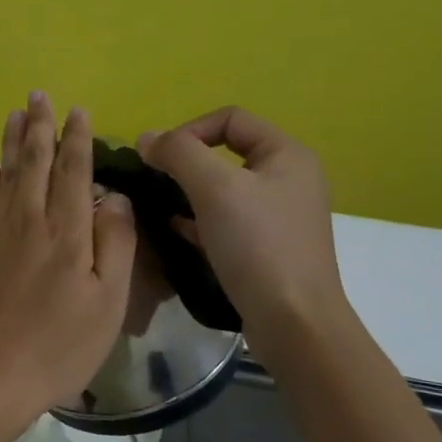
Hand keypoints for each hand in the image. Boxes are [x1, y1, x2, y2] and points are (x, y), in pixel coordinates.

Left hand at [0, 93, 137, 427]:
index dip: (76, 139)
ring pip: (5, 174)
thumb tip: (112, 195)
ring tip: (15, 113)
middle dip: (39, 126)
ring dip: (11, 141)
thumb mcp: (106, 303)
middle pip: (34, 162)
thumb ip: (113, 243)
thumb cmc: (57, 346)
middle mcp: (28, 220)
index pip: (72, 171)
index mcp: (66, 232)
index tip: (78, 111)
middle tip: (39, 94)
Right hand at [137, 107, 348, 364]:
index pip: (230, 119)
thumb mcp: (214, 188)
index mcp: (286, 154)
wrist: (294, 322)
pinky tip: (174, 231)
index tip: (160, 160)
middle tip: (155, 183)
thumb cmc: (258, 245)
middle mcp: (288, 179)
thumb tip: (147, 138)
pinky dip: (198, 220)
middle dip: (185, 164)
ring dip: (188, 193)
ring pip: (224, 189)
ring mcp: (279, 216)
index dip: (189, 130)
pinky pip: (226, 221)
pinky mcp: (267, 247)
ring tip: (158, 207)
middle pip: (225, 153)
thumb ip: (178, 153)